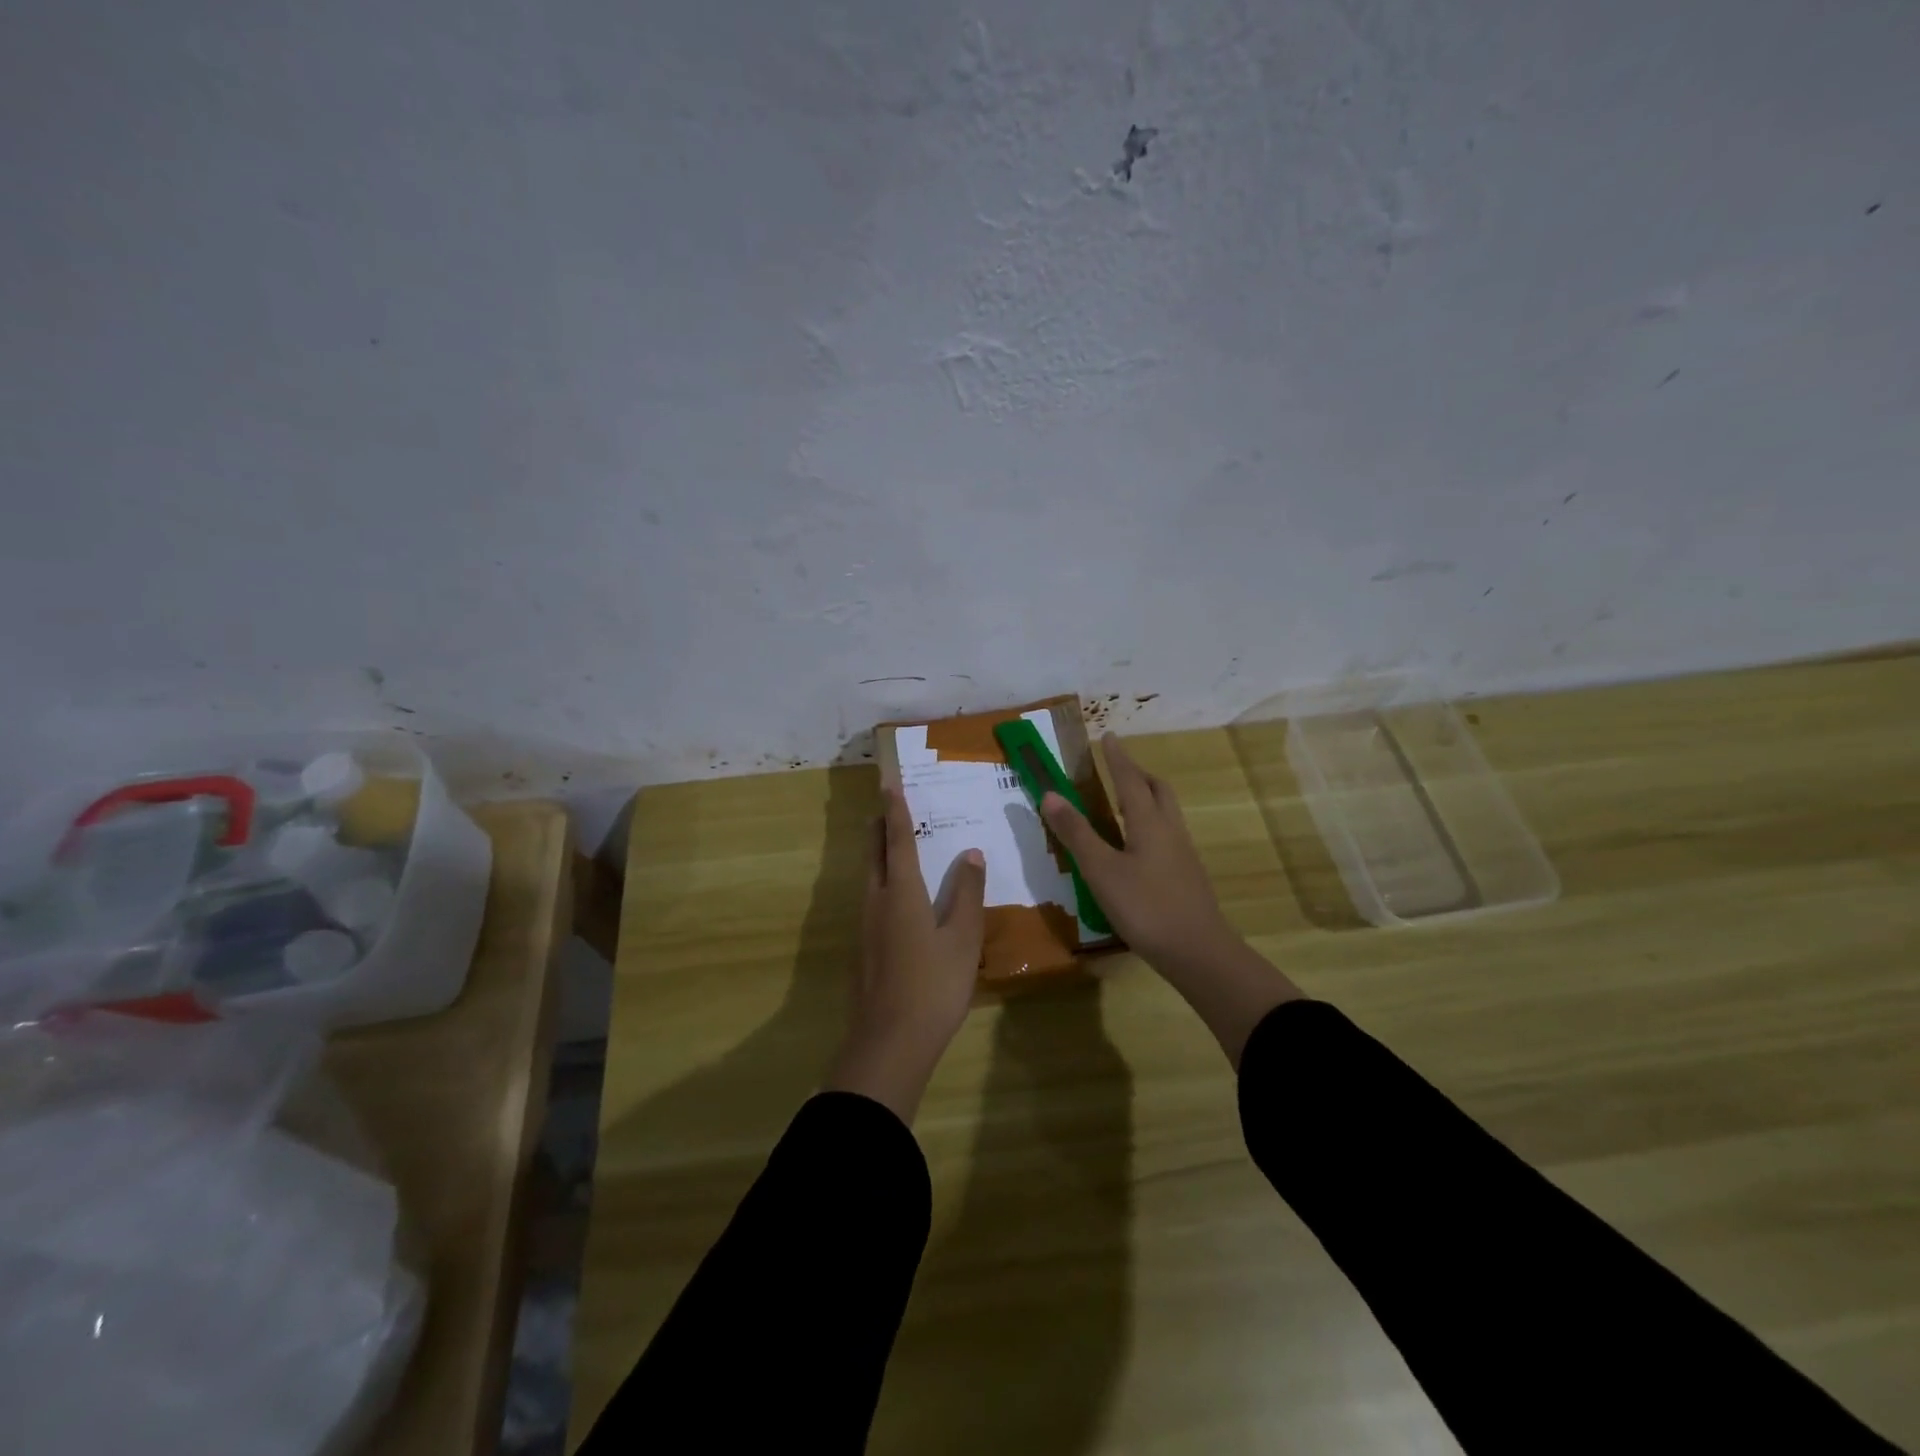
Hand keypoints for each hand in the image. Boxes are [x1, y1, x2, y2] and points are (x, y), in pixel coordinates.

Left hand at [824, 787, 986, 1121]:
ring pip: (870, 877)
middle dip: (880, 827)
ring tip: (894, 845)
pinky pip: (872, 900)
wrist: (889, 1042)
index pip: (897, 839)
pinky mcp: (863, 949)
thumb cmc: (933, 985)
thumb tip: (970, 853)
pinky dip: (883, 882)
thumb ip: (967, 893)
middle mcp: (877, 901)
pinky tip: (898, 898)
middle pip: (874, 853)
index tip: (888, 782)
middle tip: (888, 806)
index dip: (895, 810)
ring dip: (879, 854)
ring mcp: (865, 926)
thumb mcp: (962, 938)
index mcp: (901, 892)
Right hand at [1040, 733, 1234, 969]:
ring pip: (1166, 812)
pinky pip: (1167, 834)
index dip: (1117, 758)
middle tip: (1117, 768)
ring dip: (1146, 798)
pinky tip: (1136, 846)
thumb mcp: (1101, 870)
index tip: (1109, 736)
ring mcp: (1183, 854)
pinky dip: (1150, 824)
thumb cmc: (1145, 907)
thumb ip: (1076, 833)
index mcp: (1149, 822)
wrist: (1198, 952)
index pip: (1130, 779)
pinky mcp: (1187, 875)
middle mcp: (1170, 830)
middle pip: (1158, 790)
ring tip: (1123, 803)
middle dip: (1137, 774)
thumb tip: (1050, 794)